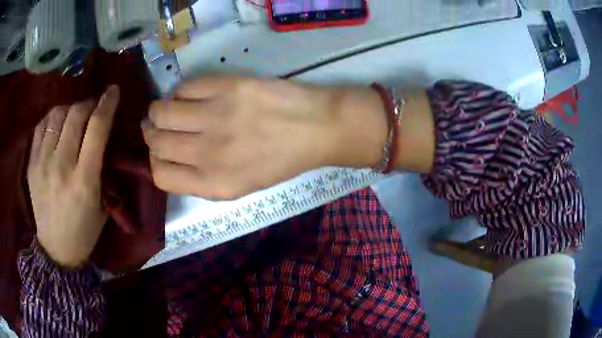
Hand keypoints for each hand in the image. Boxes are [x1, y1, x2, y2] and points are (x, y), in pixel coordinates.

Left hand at [28, 86, 119, 266]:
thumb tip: (104, 137)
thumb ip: (103, 169)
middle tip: (93, 107)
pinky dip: (52, 117)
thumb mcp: (103, 206)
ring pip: (57, 115)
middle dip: (89, 103)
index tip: (113, 90)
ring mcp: (42, 163)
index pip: (97, 129)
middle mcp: (61, 166)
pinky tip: (57, 124)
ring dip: (70, 108)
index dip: (107, 104)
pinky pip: (41, 126)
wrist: (56, 249)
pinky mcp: (31, 164)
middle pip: (75, 115)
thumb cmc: (84, 231)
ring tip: (74, 115)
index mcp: (84, 181)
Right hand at [143, 77, 386, 199]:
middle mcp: (208, 153)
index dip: (155, 163)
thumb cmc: (280, 161)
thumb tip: (169, 159)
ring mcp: (216, 116)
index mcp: (214, 184)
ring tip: (167, 110)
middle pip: (156, 143)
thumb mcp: (240, 186)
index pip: (160, 176)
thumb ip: (201, 179)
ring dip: (157, 111)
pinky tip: (189, 96)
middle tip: (156, 127)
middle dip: (151, 134)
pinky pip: (184, 88)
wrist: (315, 128)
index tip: (160, 152)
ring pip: (161, 112)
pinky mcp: (226, 87)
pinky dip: (180, 93)